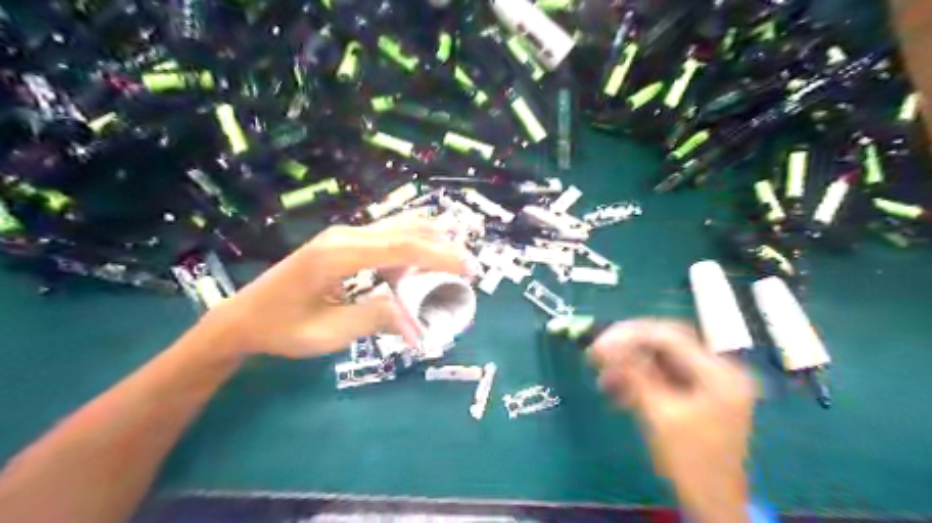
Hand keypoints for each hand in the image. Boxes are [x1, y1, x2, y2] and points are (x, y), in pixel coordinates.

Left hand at [209, 216, 475, 358]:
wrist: (244, 316)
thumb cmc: (282, 328)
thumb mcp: (329, 334)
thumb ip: (374, 320)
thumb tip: (417, 320)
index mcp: (338, 254)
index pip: (402, 247)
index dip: (441, 256)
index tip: (470, 270)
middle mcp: (345, 235)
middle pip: (406, 231)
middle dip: (443, 246)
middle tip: (471, 266)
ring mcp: (344, 235)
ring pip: (399, 228)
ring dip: (431, 241)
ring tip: (457, 259)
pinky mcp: (345, 242)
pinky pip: (387, 238)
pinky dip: (413, 246)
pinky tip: (426, 260)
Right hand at [588, 319, 754, 522]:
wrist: (713, 505)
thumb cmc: (690, 463)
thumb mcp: (658, 415)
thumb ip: (634, 375)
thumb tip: (605, 347)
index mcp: (719, 373)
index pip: (669, 337)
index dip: (628, 336)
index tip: (597, 346)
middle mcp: (720, 368)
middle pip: (666, 342)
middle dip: (628, 346)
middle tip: (597, 353)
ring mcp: (711, 380)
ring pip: (662, 358)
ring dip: (631, 365)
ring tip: (603, 379)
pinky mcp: (700, 392)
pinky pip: (665, 374)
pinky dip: (640, 379)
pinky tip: (618, 390)